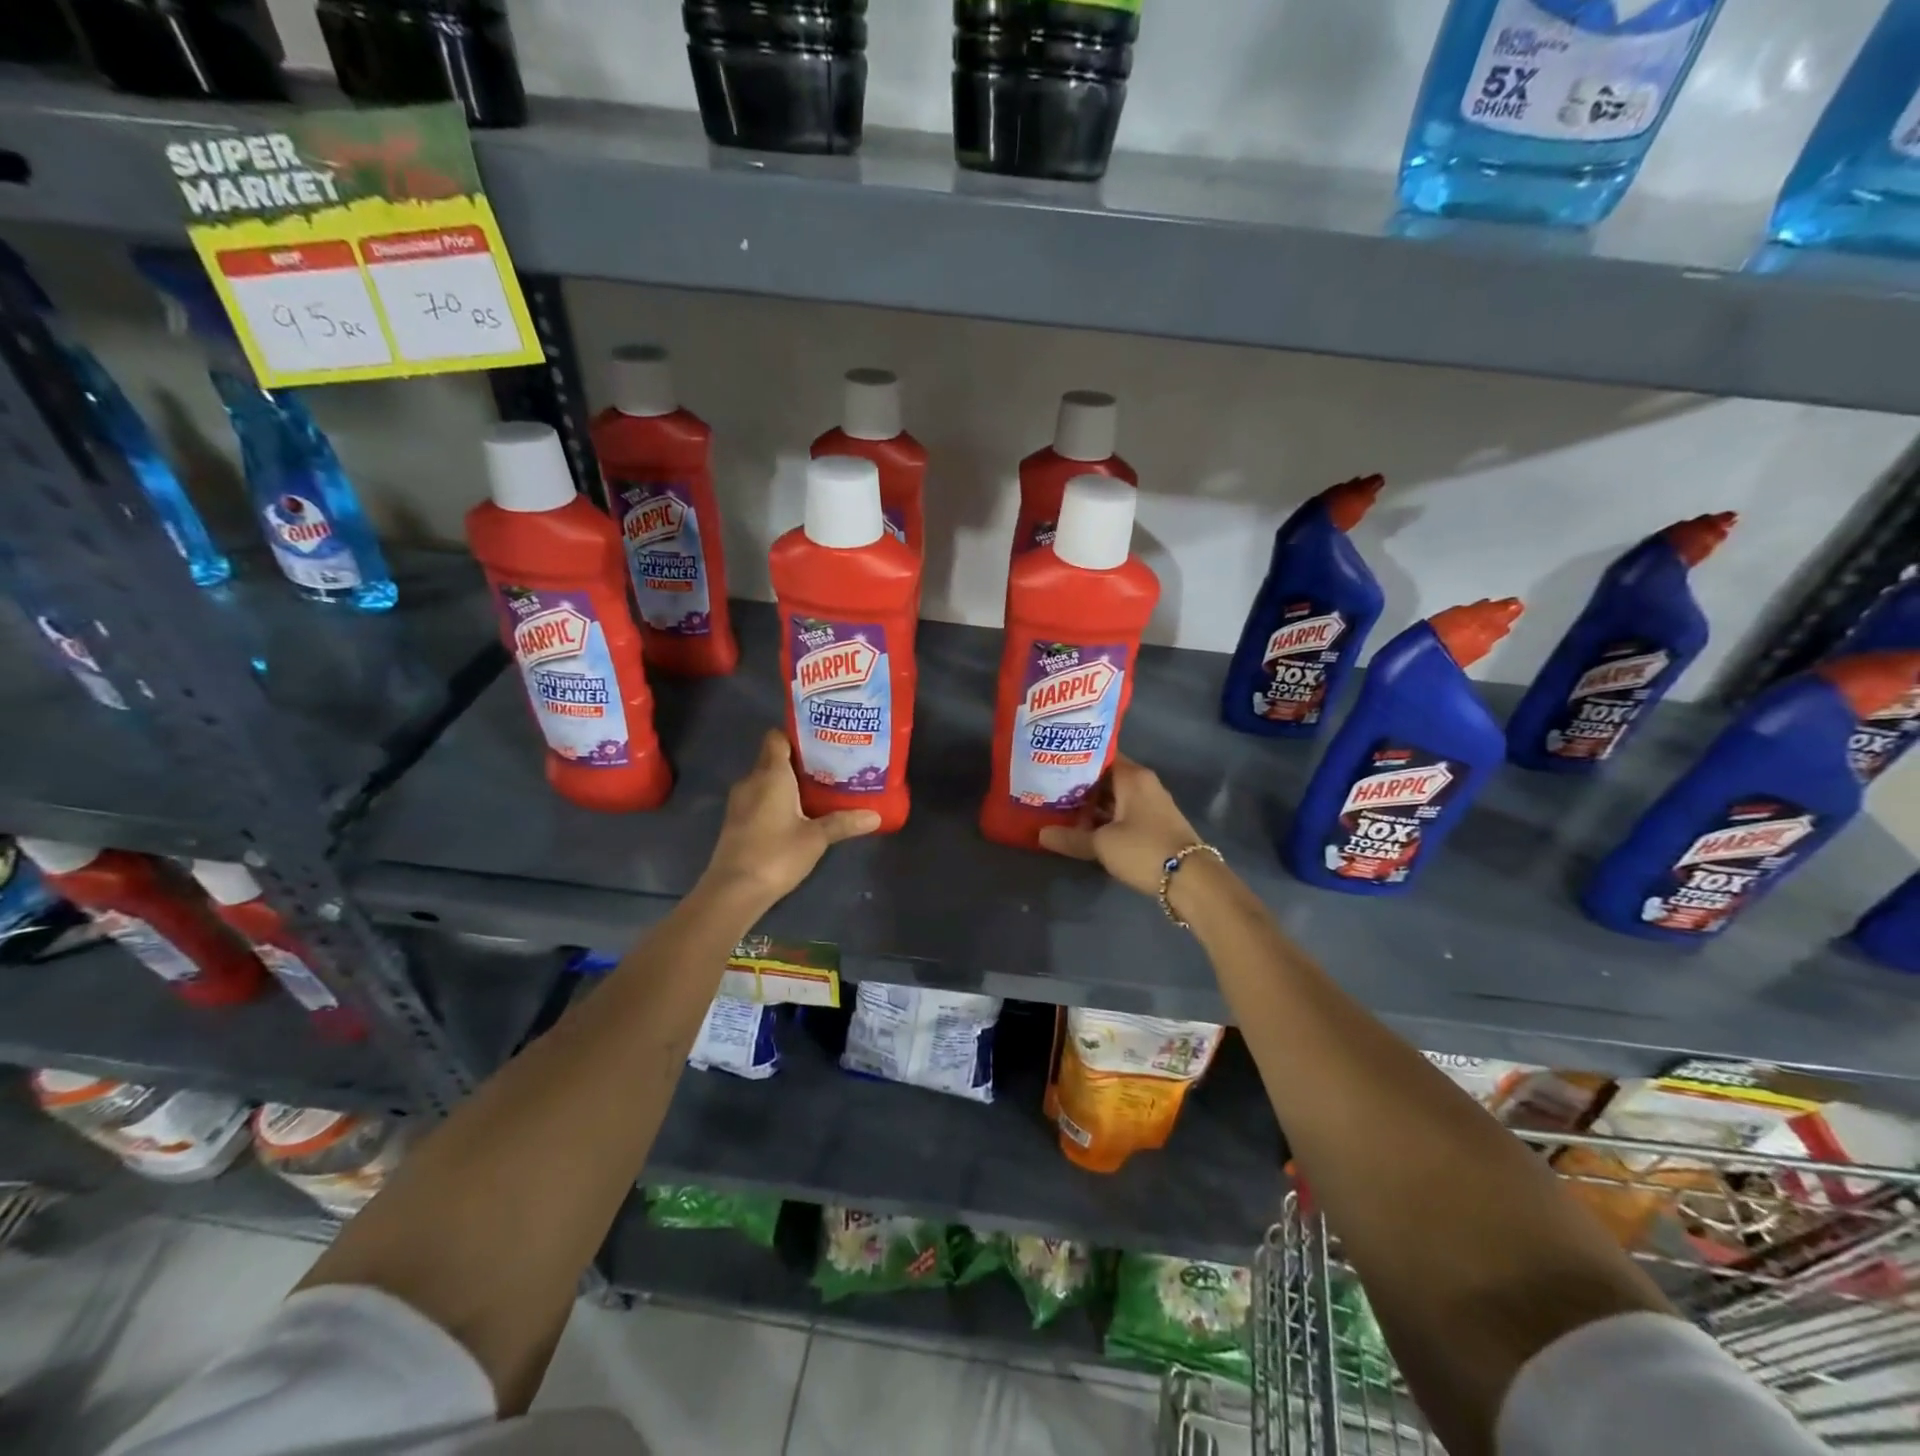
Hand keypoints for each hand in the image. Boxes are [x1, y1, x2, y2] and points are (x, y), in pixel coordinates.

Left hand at [702, 731, 880, 906]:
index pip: (777, 738)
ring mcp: (740, 801)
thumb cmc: (776, 854)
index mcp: (771, 774)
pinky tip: (798, 813)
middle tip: (830, 765)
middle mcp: (752, 780)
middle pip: (773, 758)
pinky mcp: (737, 820)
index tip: (821, 741)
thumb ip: (843, 823)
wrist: (733, 890)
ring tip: (819, 788)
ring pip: (766, 779)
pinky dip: (777, 799)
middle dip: (799, 760)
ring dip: (788, 782)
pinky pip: (759, 797)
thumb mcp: (816, 838)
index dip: (797, 735)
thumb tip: (876, 816)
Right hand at [1038, 756, 1206, 897]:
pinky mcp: (1155, 825)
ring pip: (1115, 797)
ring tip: (1059, 809)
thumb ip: (1071, 837)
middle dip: (1079, 785)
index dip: (1075, 759)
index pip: (1100, 756)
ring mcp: (1152, 804)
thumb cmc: (1144, 849)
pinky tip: (1086, 829)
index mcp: (1132, 776)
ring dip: (1092, 805)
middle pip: (1106, 777)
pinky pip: (1124, 813)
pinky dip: (1106, 818)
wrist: (1191, 879)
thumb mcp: (1102, 844)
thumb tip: (1041, 834)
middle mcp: (1144, 784)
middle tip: (1048, 789)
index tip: (1051, 763)